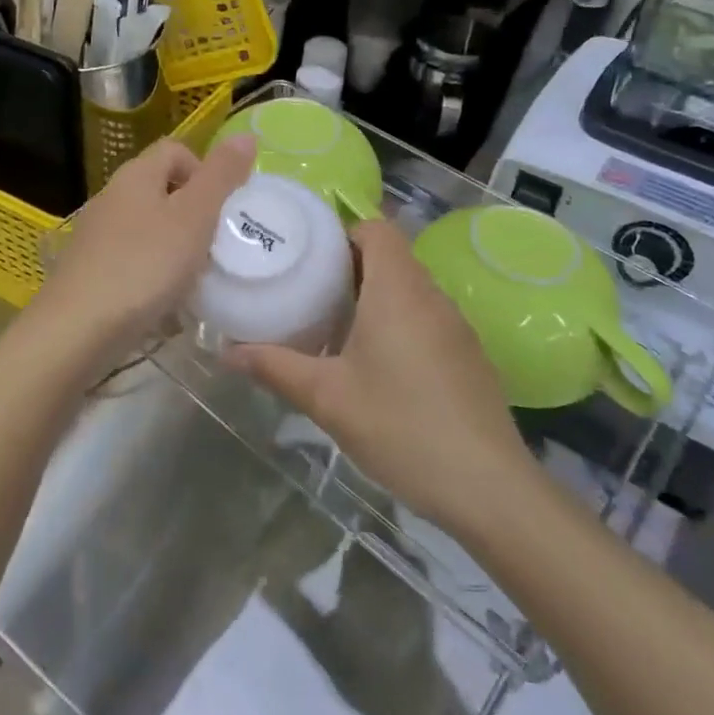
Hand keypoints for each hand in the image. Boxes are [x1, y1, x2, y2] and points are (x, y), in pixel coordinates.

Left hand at [30, 133, 256, 367]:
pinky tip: (165, 299)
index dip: (205, 170)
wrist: (77, 329)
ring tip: (195, 276)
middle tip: (216, 244)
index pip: (175, 150)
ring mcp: (97, 234)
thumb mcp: (194, 216)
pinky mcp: (90, 269)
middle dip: (194, 212)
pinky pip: (133, 257)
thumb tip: (246, 135)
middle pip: (162, 188)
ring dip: (176, 244)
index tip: (224, 208)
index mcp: (136, 175)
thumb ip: (221, 176)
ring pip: (149, 225)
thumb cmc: (144, 265)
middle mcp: (111, 196)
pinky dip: (154, 271)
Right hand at [228, 218, 531, 533]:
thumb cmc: (401, 426)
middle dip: (350, 266)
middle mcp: (431, 296)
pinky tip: (377, 364)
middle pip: (391, 256)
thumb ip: (274, 367)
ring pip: (410, 289)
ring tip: (335, 324)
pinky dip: (399, 322)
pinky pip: (427, 317)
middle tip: (308, 289)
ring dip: (375, 296)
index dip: (343, 230)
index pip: (377, 228)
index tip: (309, 252)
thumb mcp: (327, 398)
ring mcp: (456, 326)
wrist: (488, 487)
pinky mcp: (469, 355)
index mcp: (398, 289)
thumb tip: (225, 352)